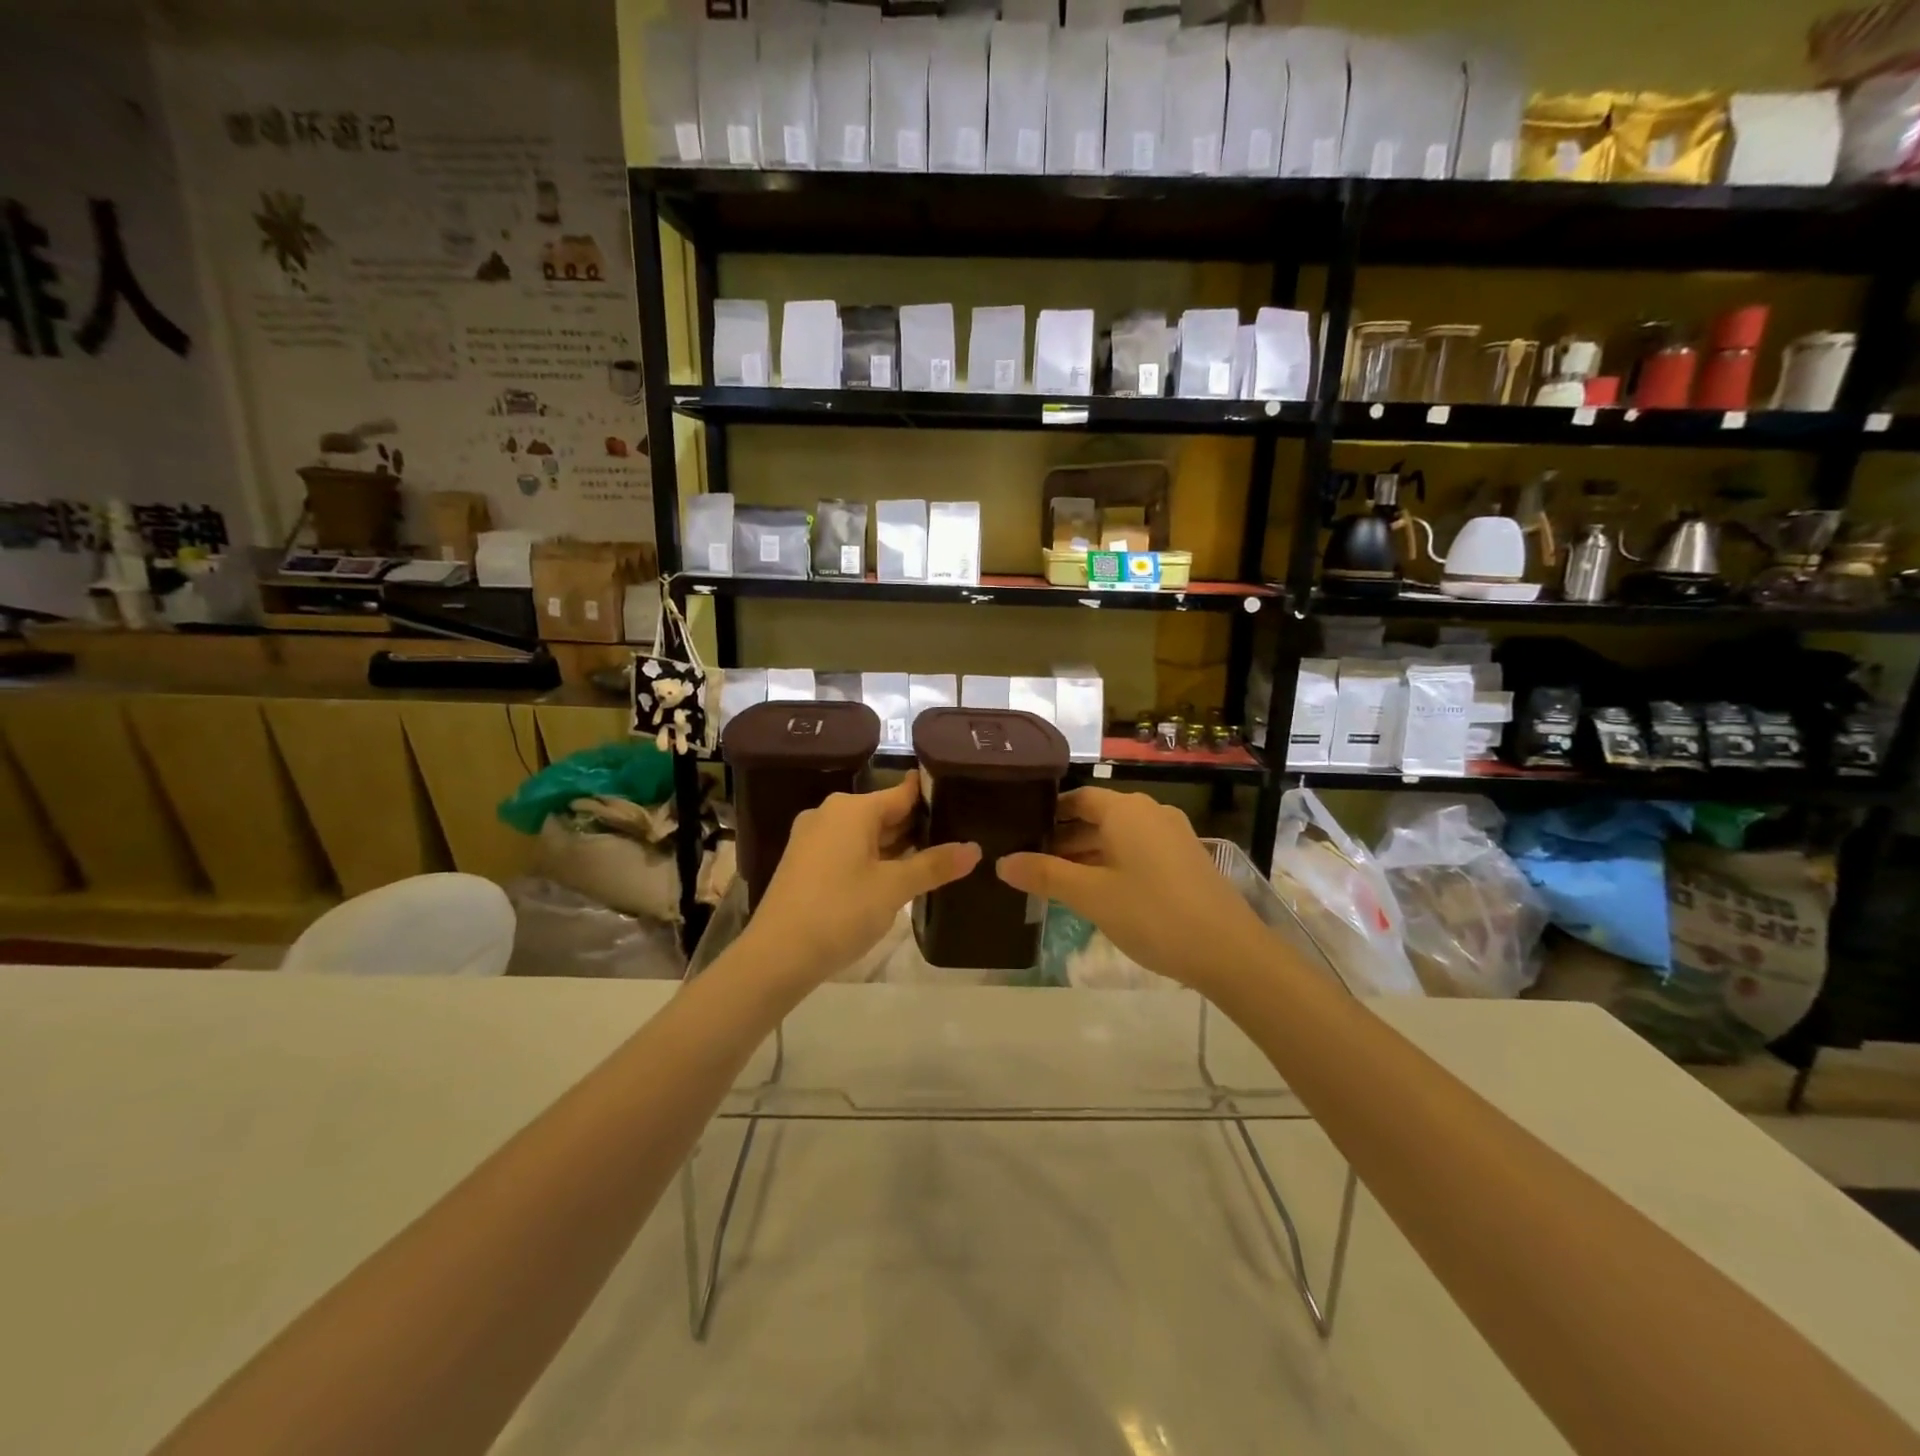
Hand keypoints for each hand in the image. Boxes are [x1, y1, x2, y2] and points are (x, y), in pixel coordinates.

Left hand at [741, 776, 979, 990]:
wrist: (776, 955)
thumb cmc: (840, 912)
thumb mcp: (894, 889)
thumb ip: (934, 865)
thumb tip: (975, 849)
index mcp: (852, 809)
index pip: (903, 793)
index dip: (932, 797)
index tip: (962, 800)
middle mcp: (830, 813)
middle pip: (884, 812)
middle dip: (917, 827)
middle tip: (957, 836)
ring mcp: (813, 838)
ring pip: (865, 834)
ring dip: (895, 847)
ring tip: (935, 858)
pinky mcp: (804, 862)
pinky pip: (847, 849)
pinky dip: (872, 859)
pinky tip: (895, 877)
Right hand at [996, 788, 1265, 992]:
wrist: (1229, 951)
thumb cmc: (1153, 914)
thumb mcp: (1091, 896)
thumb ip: (1046, 875)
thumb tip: (1003, 862)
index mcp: (1126, 810)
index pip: (1078, 798)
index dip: (1049, 813)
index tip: (1021, 831)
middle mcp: (1150, 812)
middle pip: (1098, 816)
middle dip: (1065, 838)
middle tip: (1030, 861)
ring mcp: (1172, 835)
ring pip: (1118, 836)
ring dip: (1088, 854)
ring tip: (1056, 880)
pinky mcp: (1185, 859)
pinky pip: (1139, 850)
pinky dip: (1113, 863)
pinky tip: (1098, 891)